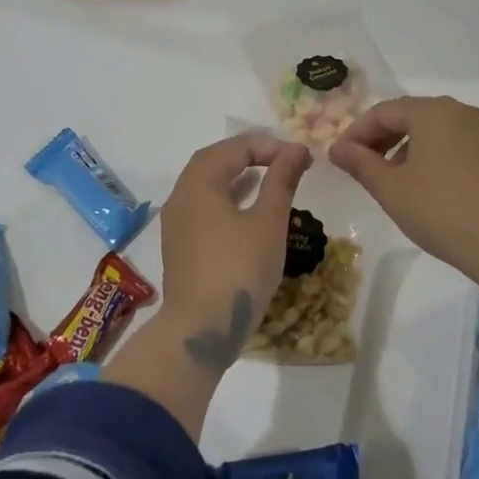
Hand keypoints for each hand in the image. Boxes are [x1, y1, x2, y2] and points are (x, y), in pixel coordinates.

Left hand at [158, 132, 312, 369]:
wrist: (200, 331)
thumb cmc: (238, 270)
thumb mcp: (268, 223)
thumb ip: (281, 181)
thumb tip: (297, 150)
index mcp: (199, 183)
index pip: (234, 148)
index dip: (270, 146)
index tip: (301, 158)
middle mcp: (181, 196)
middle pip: (215, 160)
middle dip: (251, 154)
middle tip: (284, 159)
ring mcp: (177, 223)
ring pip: (208, 184)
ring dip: (239, 175)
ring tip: (272, 177)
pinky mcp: (181, 245)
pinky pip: (205, 206)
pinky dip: (228, 197)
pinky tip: (250, 209)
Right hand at [328, 97, 478, 288]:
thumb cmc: (440, 211)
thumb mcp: (390, 188)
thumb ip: (360, 163)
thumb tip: (337, 149)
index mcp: (431, 111)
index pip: (381, 112)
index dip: (355, 133)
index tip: (338, 158)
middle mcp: (457, 111)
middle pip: (406, 115)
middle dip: (377, 139)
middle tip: (357, 167)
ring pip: (428, 129)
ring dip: (401, 147)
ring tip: (386, 178)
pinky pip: (448, 141)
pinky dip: (426, 154)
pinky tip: (419, 183)